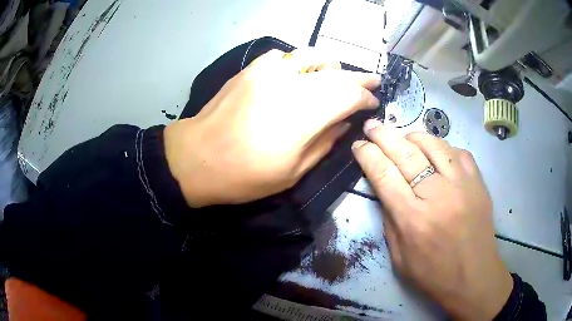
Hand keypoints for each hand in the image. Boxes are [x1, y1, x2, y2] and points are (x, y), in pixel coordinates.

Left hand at [164, 49, 380, 206]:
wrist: (197, 157)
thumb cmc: (245, 175)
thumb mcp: (293, 171)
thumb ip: (325, 142)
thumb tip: (345, 122)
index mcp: (304, 115)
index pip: (349, 95)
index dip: (365, 97)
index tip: (373, 102)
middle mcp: (291, 84)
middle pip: (336, 72)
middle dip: (358, 77)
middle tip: (372, 81)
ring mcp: (268, 71)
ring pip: (312, 56)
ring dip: (332, 65)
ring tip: (338, 75)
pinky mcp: (252, 68)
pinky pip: (286, 56)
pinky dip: (301, 61)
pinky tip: (301, 73)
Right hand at [352, 119, 512, 319]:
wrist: (474, 276)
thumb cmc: (433, 273)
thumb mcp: (399, 257)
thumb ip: (390, 220)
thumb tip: (383, 188)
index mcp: (412, 219)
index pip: (384, 175)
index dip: (367, 155)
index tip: (358, 144)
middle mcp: (437, 195)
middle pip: (405, 153)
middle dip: (383, 135)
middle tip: (372, 125)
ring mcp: (461, 184)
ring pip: (433, 144)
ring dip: (413, 136)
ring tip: (404, 137)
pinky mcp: (478, 182)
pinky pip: (458, 151)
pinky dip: (442, 147)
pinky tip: (436, 152)